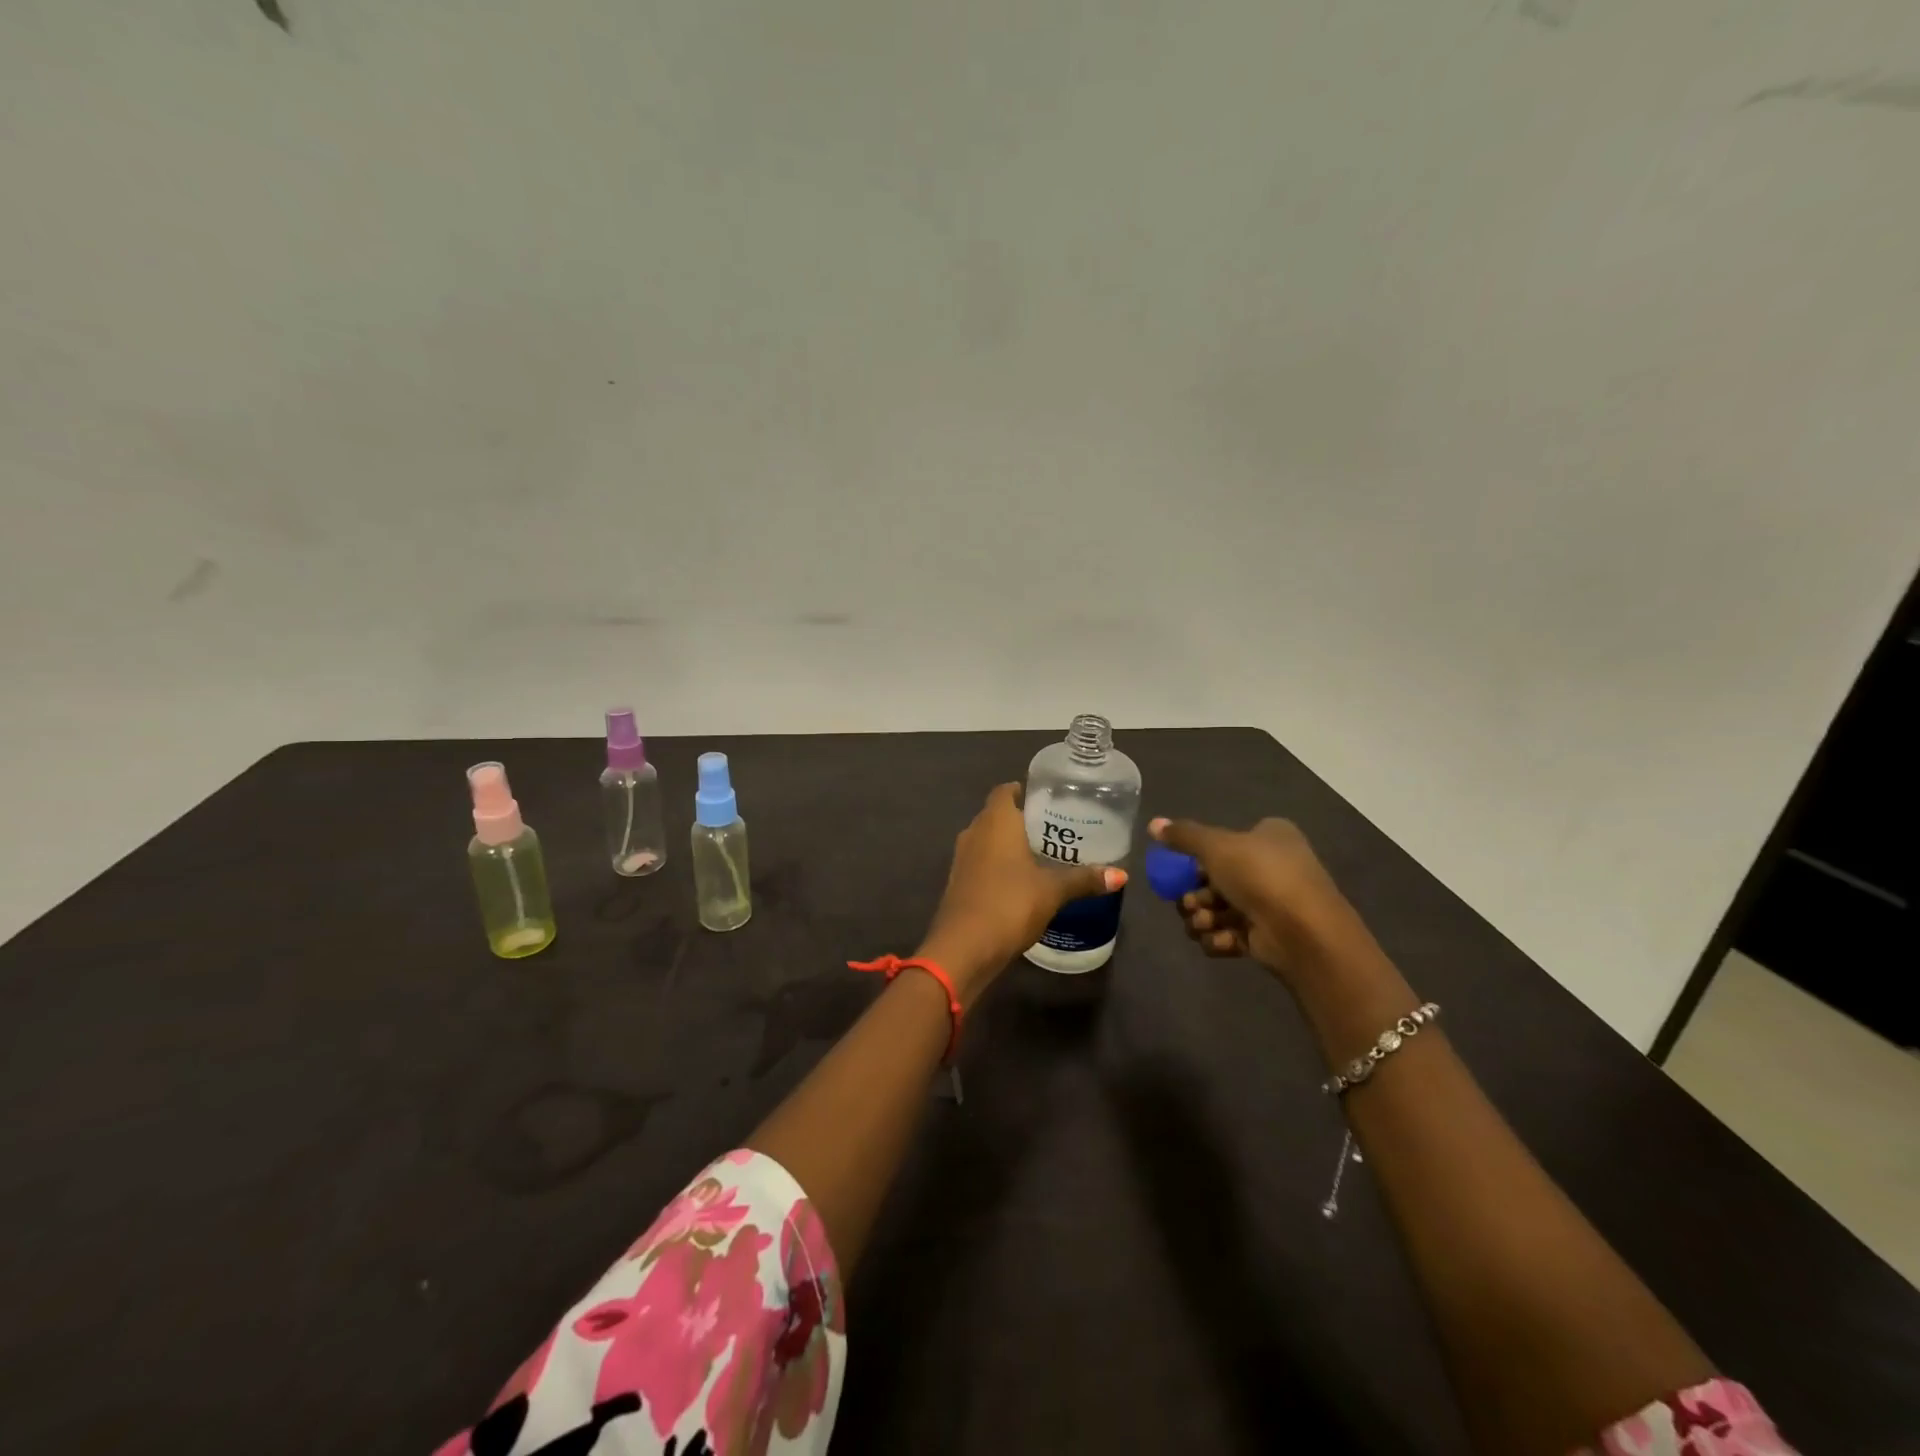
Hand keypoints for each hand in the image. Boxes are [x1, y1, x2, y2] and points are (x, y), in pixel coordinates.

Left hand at [917, 783, 1124, 1004]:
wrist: (964, 948)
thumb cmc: (1009, 904)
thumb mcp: (1053, 891)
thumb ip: (1084, 879)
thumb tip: (1121, 875)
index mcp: (995, 821)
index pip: (1005, 791)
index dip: (1025, 791)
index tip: (1050, 800)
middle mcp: (974, 832)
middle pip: (998, 815)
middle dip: (1023, 820)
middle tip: (1057, 828)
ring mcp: (962, 859)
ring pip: (988, 840)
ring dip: (1010, 845)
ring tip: (1044, 855)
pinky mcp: (959, 883)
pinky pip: (982, 863)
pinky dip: (1000, 866)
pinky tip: (1023, 882)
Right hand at [1148, 815, 1357, 983]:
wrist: (1303, 932)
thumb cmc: (1260, 876)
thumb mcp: (1215, 846)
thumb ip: (1183, 836)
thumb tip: (1152, 823)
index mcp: (1269, 837)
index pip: (1225, 842)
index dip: (1200, 857)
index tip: (1182, 869)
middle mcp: (1272, 866)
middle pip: (1215, 879)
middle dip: (1196, 895)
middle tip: (1189, 902)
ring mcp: (1270, 903)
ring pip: (1219, 909)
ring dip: (1203, 918)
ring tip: (1203, 923)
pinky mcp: (1266, 936)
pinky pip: (1230, 934)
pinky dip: (1219, 938)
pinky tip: (1221, 940)